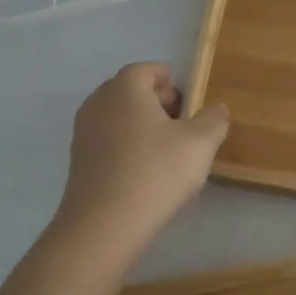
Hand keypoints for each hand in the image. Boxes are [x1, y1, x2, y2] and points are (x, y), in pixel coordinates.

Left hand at [54, 62, 229, 257]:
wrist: (104, 225)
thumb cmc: (156, 172)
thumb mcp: (200, 144)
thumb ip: (213, 120)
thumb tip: (216, 108)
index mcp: (125, 88)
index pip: (147, 70)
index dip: (169, 80)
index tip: (188, 98)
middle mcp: (98, 102)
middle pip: (130, 91)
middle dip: (156, 101)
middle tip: (182, 121)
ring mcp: (83, 132)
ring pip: (118, 117)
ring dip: (141, 125)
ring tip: (167, 148)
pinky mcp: (78, 161)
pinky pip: (108, 140)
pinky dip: (126, 145)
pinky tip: (145, 170)